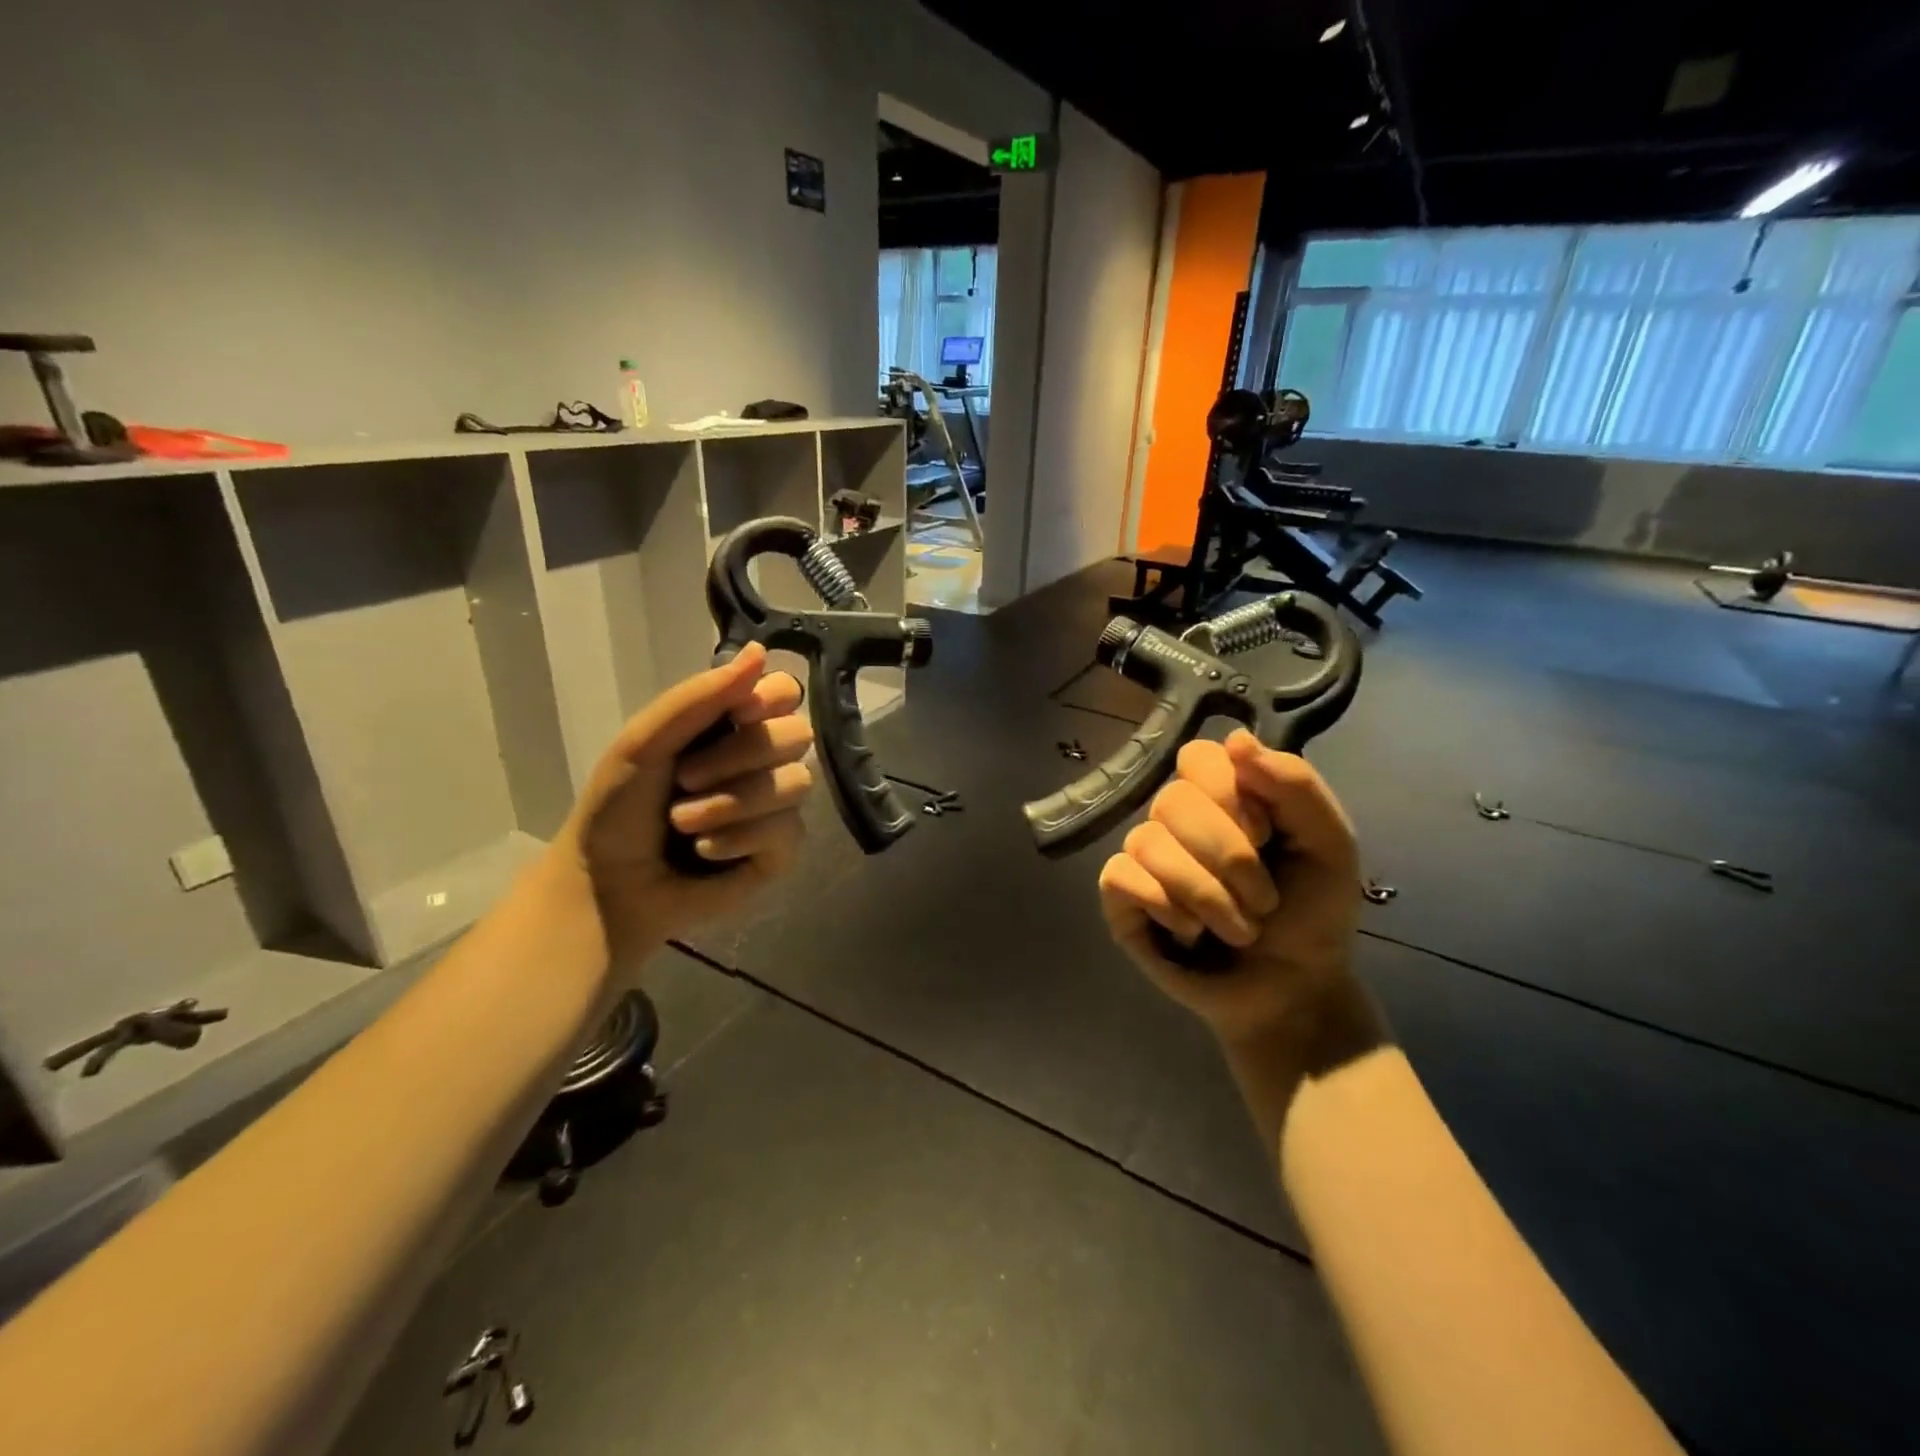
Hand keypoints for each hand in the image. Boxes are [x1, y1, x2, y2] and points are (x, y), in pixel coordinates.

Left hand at [551, 644, 813, 964]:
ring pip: (795, 784)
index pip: (784, 692)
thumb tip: (761, 651)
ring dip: (731, 803)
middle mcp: (762, 760)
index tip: (736, 714)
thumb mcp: (645, 741)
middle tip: (686, 778)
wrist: (606, 885)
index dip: (769, 700)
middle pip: (797, 735)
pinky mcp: (780, 850)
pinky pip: (788, 831)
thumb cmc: (617, 808)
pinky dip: (740, 838)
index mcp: (732, 725)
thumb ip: (700, 696)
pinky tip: (706, 851)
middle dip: (739, 756)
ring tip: (684, 823)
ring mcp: (775, 806)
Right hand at [1099, 730, 1362, 1046]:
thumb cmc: (1313, 914)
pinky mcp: (1121, 897)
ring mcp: (1145, 855)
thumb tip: (1236, 738)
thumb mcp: (1329, 845)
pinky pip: (1121, 877)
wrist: (1293, 991)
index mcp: (1223, 795)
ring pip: (1147, 842)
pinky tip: (1189, 931)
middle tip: (1263, 900)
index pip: (1198, 757)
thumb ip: (1295, 785)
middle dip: (1229, 858)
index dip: (1232, 796)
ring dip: (1207, 895)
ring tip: (1238, 929)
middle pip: (1172, 801)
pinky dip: (1166, 908)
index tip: (1268, 835)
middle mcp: (1176, 818)